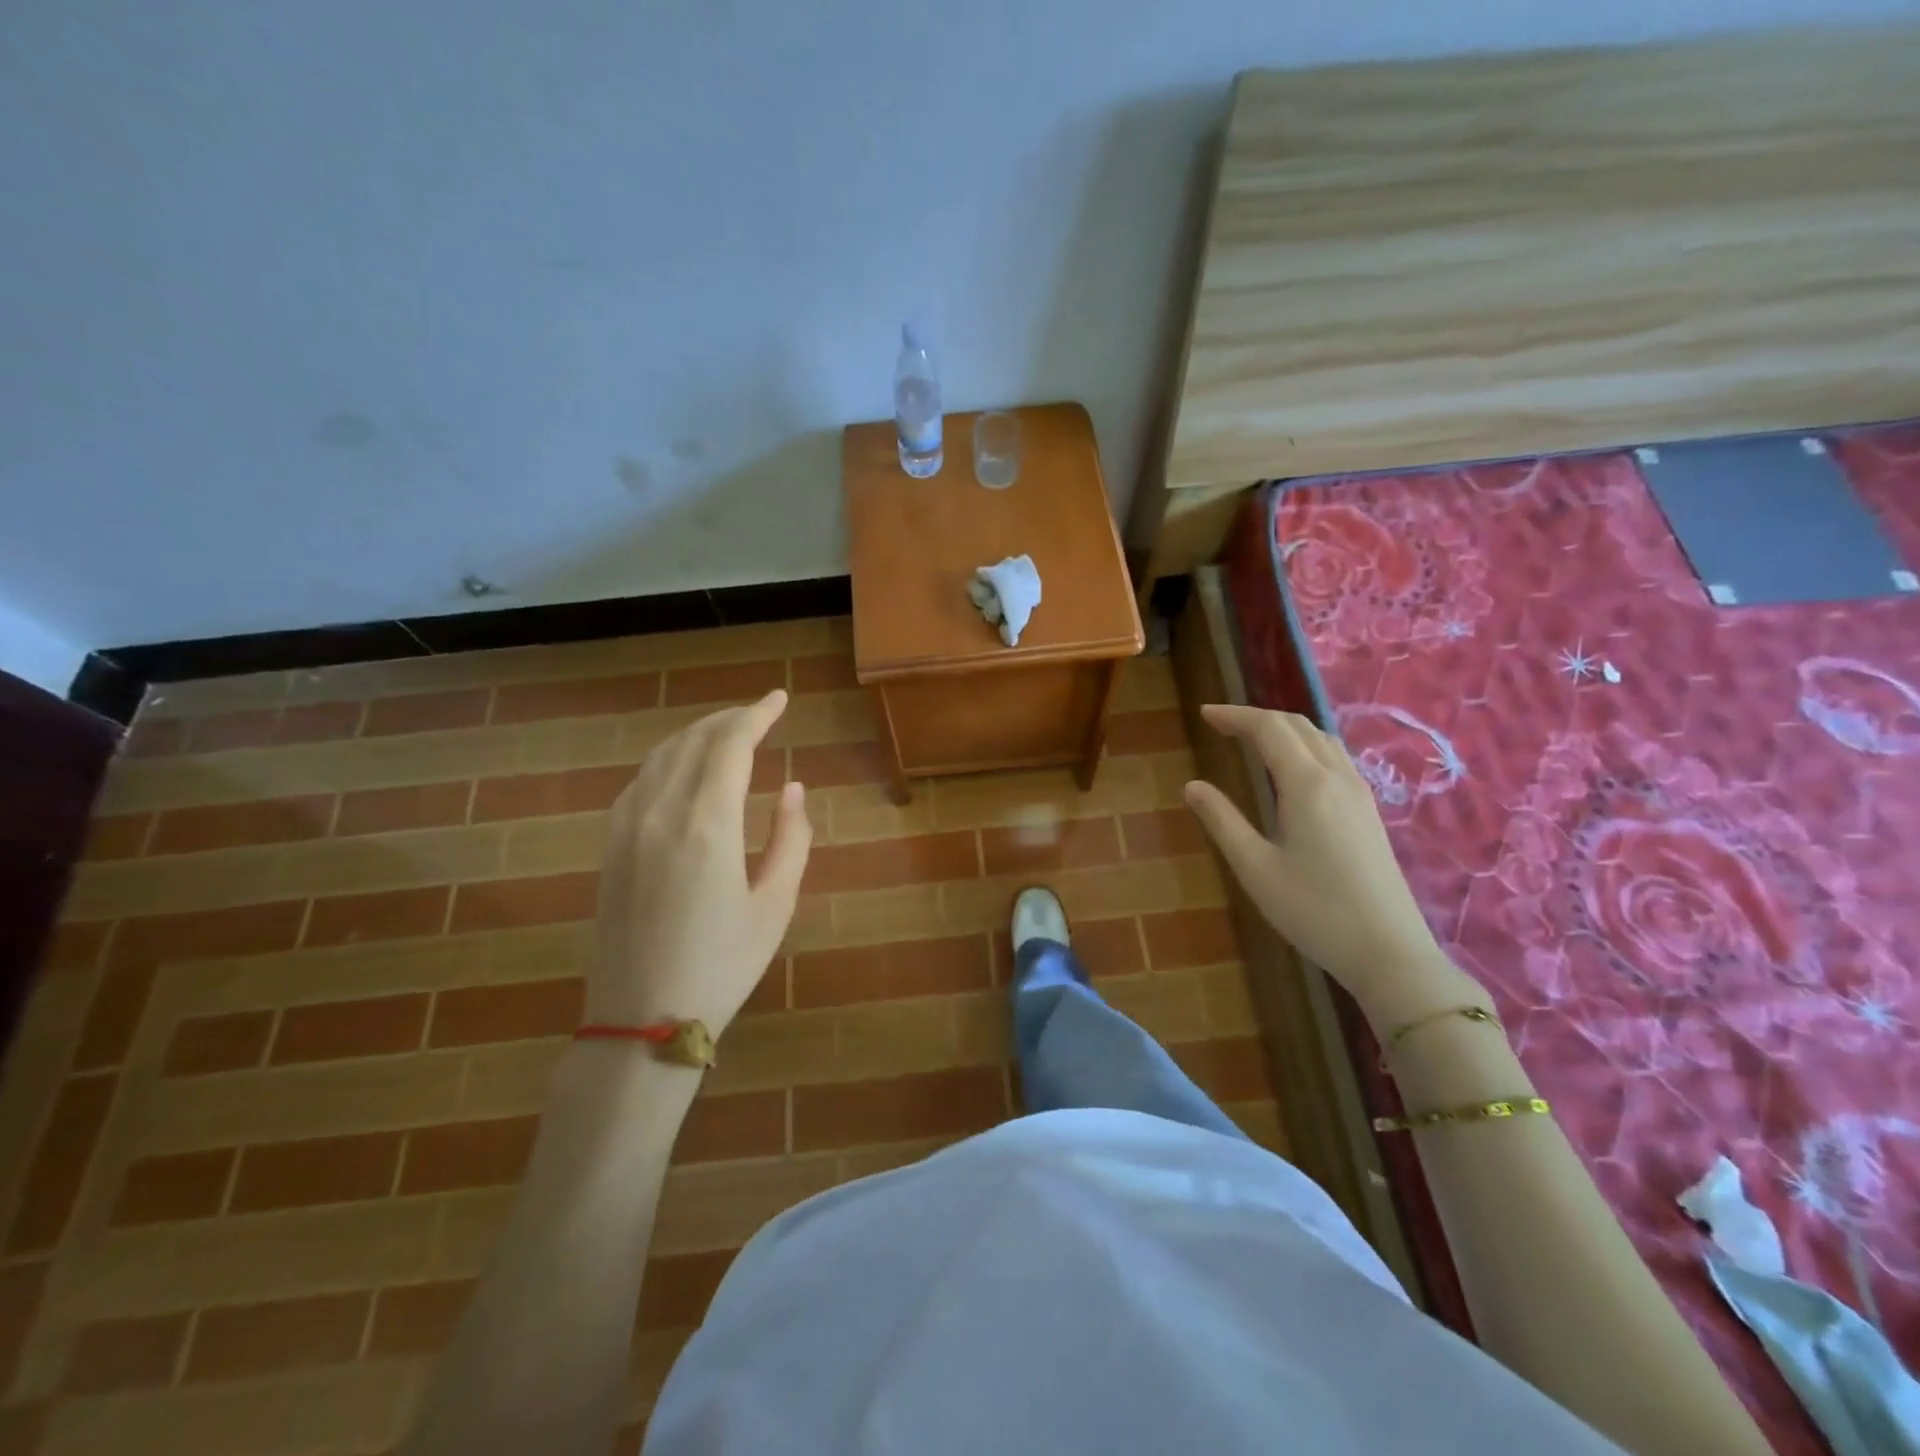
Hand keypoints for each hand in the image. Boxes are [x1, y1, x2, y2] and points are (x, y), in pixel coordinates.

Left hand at [590, 690, 810, 1037]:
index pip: (731, 745)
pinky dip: (669, 760)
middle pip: (694, 741)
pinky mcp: (609, 846)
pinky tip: (684, 770)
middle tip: (761, 714)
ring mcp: (626, 827)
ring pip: (662, 756)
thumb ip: (791, 838)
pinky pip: (640, 781)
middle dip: (730, 719)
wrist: (639, 1020)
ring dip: (698, 735)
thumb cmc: (722, 965)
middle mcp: (660, 812)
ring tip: (728, 734)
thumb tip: (792, 787)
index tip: (780, 699)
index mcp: (707, 823)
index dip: (758, 714)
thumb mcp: (775, 904)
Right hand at [1184, 705, 1482, 1025]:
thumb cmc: (1313, 910)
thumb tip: (1192, 786)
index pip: (1268, 728)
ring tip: (1252, 739)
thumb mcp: (1255, 867)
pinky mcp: (1369, 811)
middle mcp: (1337, 777)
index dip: (1234, 715)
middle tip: (1221, 725)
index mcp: (1307, 784)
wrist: (1388, 951)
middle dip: (1257, 717)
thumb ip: (1222, 820)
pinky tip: (1292, 769)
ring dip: (1284, 728)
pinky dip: (1305, 745)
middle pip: (1297, 725)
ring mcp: (1359, 793)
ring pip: (1321, 738)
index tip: (1204, 714)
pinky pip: (1335, 757)